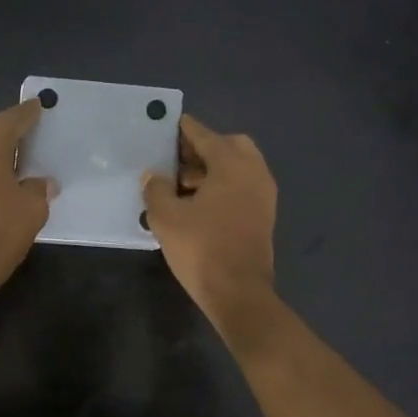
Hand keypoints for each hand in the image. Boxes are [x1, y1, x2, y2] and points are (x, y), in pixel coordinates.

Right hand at [142, 114, 277, 329]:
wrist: (239, 293)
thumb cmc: (201, 248)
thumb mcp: (166, 217)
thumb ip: (156, 189)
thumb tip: (153, 175)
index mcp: (232, 164)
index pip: (204, 135)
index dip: (183, 129)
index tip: (167, 123)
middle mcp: (254, 172)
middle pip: (228, 145)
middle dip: (202, 148)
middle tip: (175, 160)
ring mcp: (263, 194)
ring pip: (238, 167)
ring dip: (212, 169)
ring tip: (180, 185)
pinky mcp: (264, 215)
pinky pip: (242, 186)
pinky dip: (223, 185)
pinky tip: (198, 203)